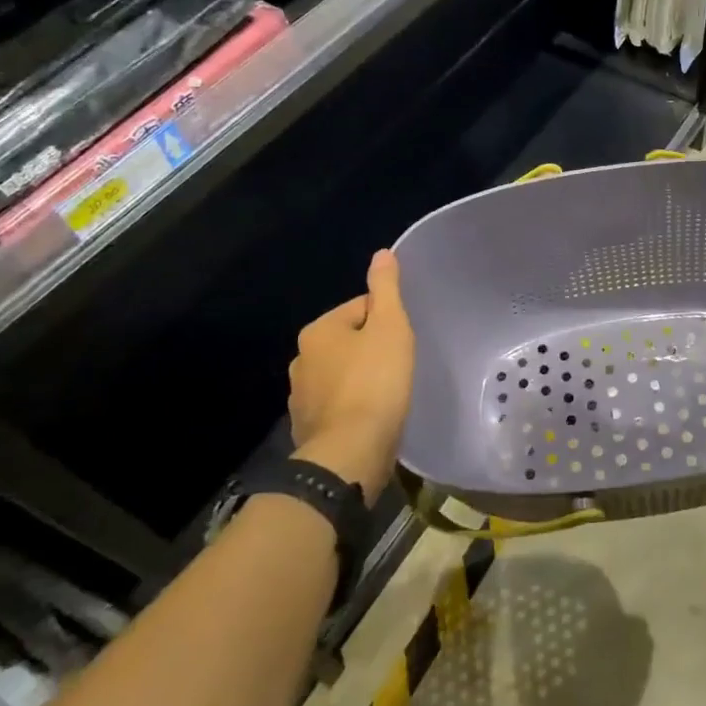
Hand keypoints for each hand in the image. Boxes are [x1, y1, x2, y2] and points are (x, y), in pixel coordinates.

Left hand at [287, 250, 414, 500]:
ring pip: (341, 374)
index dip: (388, 321)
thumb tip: (382, 253)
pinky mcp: (308, 428)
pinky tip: (373, 416)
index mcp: (318, 331)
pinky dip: (353, 406)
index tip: (405, 340)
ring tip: (389, 393)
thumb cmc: (375, 381)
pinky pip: (337, 405)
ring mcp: (301, 397)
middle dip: (372, 350)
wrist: (351, 451)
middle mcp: (301, 360)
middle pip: (349, 341)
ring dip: (362, 379)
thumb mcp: (390, 326)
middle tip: (401, 365)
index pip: (360, 309)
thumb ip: (386, 288)